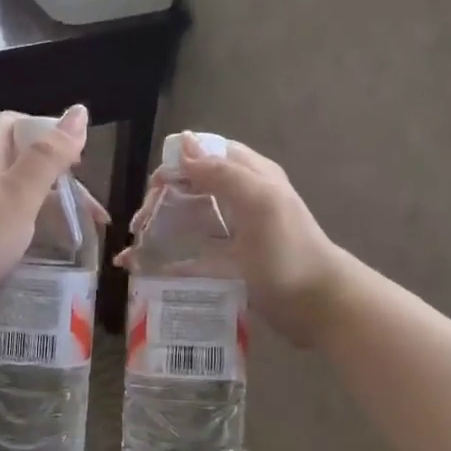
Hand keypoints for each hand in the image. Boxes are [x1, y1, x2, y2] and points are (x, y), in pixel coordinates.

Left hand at [0, 105, 104, 316]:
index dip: (49, 134)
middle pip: (19, 158)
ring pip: (14, 191)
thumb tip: (79, 112)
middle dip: (57, 178)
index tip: (77, 162)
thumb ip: (50, 155)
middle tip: (87, 208)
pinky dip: (28, 225)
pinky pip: (3, 216)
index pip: (16, 122)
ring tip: (77, 231)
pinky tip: (44, 245)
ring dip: (47, 205)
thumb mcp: (20, 194)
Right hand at [118, 133, 351, 347]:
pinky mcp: (227, 266)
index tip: (154, 189)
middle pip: (191, 188)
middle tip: (140, 225)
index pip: (206, 155)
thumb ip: (222, 173)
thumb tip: (182, 144)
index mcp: (251, 177)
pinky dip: (164, 262)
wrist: (317, 306)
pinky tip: (141, 270)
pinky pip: (189, 258)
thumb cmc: (288, 252)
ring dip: (158, 230)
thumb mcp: (259, 203)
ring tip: (133, 248)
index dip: (177, 165)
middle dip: (161, 200)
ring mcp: (233, 235)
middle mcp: (240, 201)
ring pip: (187, 222)